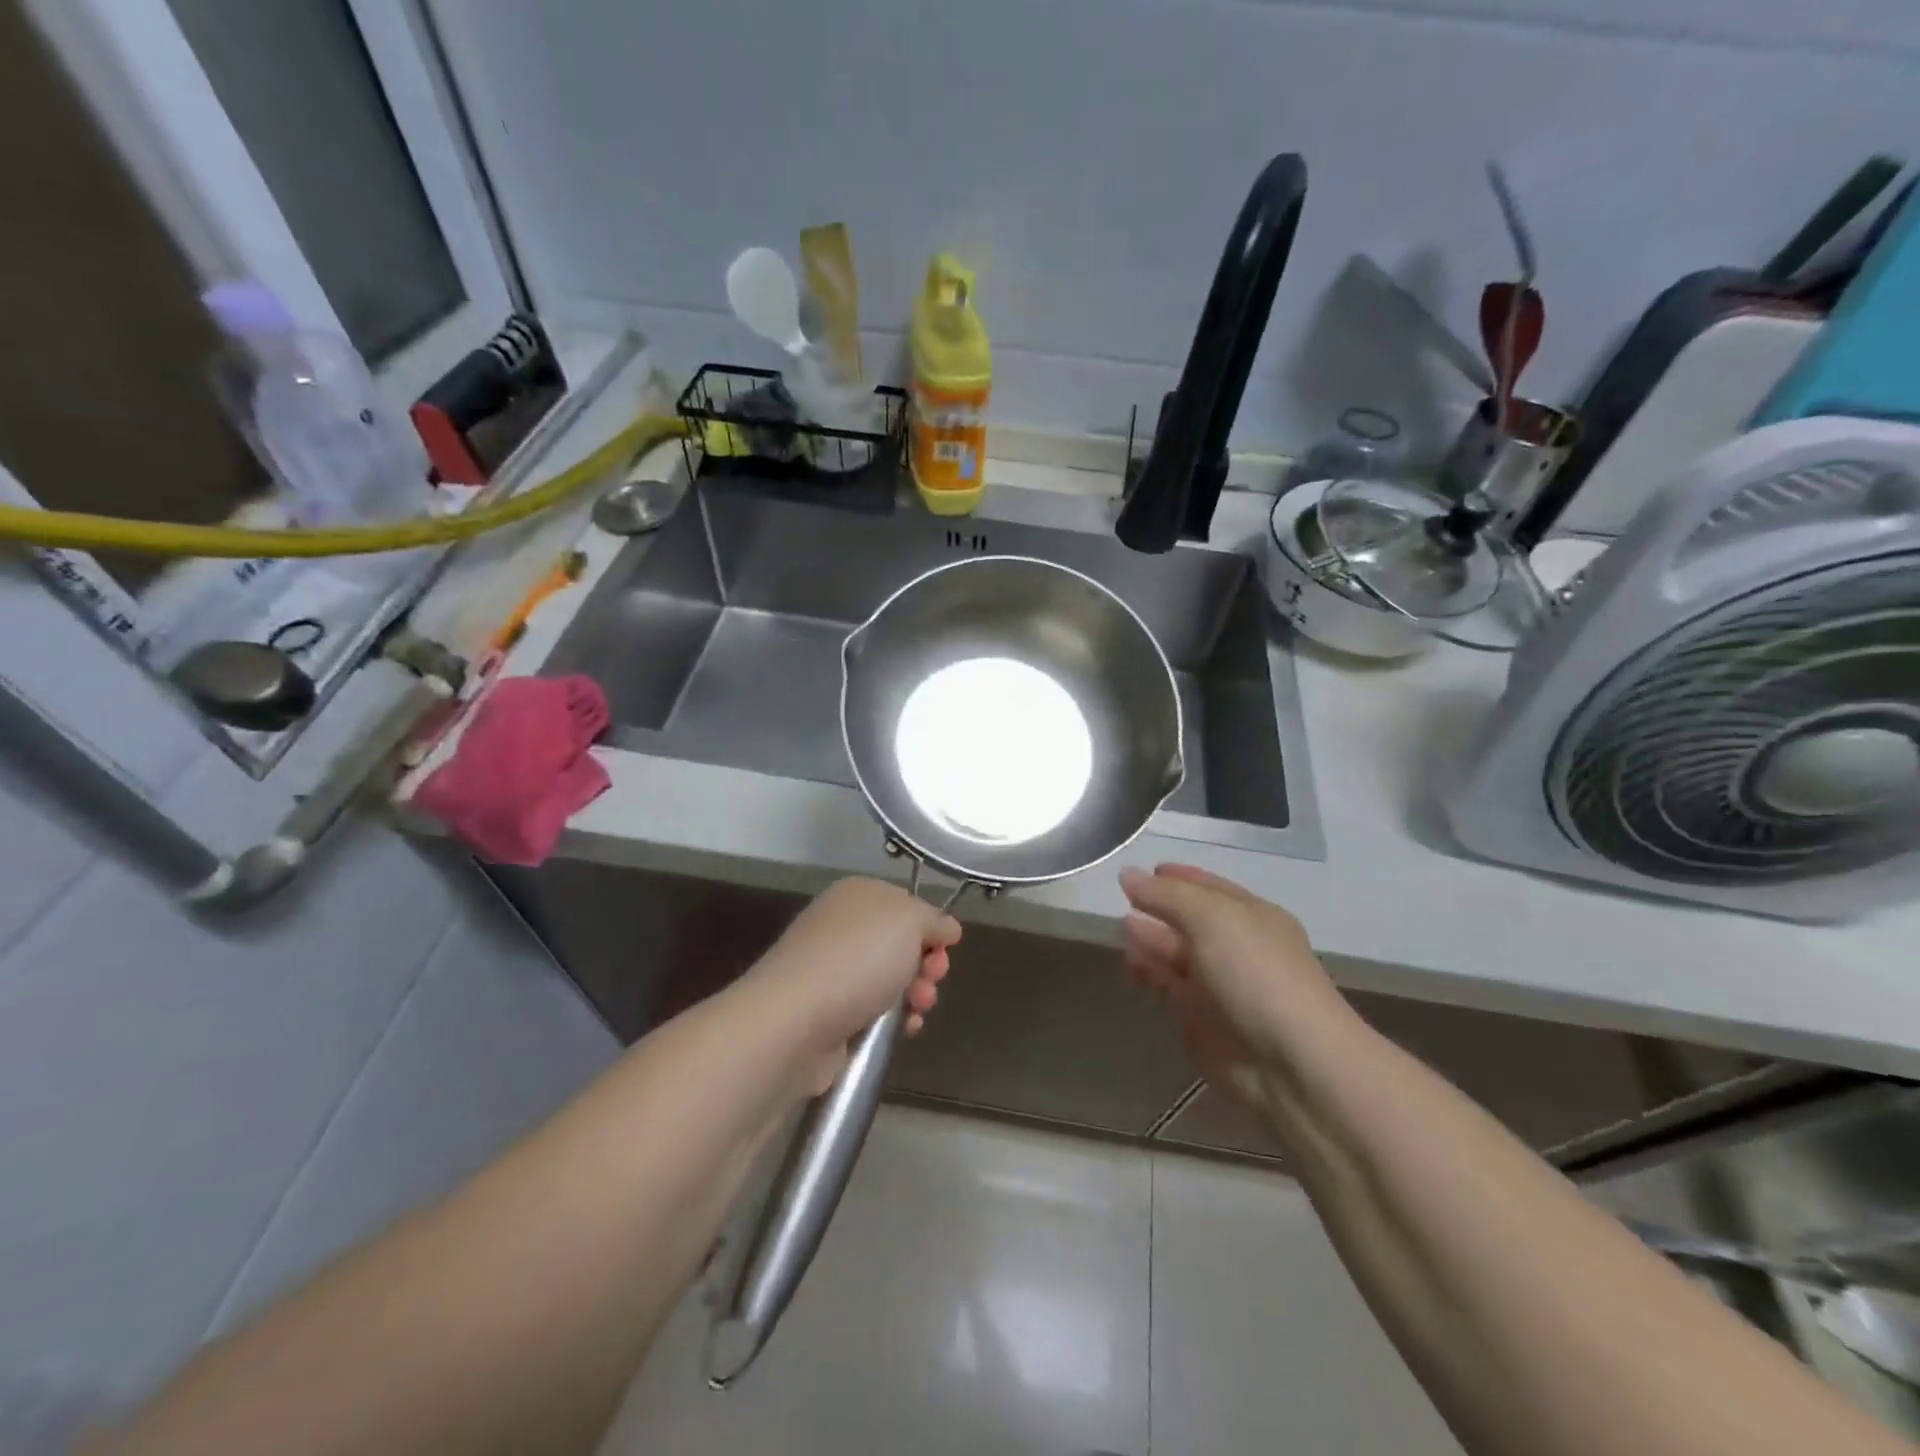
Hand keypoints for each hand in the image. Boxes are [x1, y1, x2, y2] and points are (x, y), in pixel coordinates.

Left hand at [748, 878, 961, 1086]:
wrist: (795, 1021)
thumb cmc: (857, 959)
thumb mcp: (910, 921)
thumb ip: (935, 920)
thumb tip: (947, 928)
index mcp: (857, 895)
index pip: (906, 903)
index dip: (930, 926)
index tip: (945, 948)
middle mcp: (841, 927)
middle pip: (900, 943)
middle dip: (926, 964)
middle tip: (932, 979)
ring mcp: (831, 970)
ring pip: (890, 979)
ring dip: (915, 994)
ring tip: (918, 1009)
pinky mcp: (828, 1012)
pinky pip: (873, 1011)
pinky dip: (894, 1020)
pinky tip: (904, 1030)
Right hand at [1120, 864, 1355, 1119]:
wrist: (1288, 1061)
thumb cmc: (1255, 972)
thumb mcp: (1211, 917)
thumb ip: (1166, 895)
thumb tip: (1128, 874)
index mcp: (1253, 916)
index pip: (1210, 888)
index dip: (1180, 878)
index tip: (1147, 870)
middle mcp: (1236, 947)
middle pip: (1190, 921)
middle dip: (1160, 909)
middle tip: (1123, 900)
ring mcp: (1218, 985)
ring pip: (1175, 954)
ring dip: (1150, 940)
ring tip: (1122, 929)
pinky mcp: (1199, 1019)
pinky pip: (1166, 987)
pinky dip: (1146, 974)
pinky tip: (1128, 964)